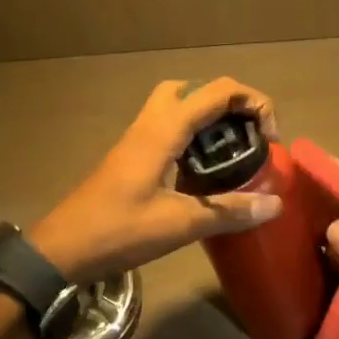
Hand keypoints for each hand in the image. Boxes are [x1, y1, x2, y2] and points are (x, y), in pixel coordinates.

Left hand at [28, 78, 284, 282]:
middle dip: (226, 101)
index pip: (217, 91)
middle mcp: (149, 125)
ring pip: (174, 106)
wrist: (62, 249)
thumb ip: (228, 211)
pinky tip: (201, 169)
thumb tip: (276, 204)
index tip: (270, 139)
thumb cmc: (118, 232)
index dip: (253, 102)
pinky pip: (165, 129)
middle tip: (246, 133)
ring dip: (206, 117)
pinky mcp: (129, 157)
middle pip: (191, 88)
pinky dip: (190, 135)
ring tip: (231, 149)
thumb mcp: (179, 224)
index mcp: (163, 131)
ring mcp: (135, 140)